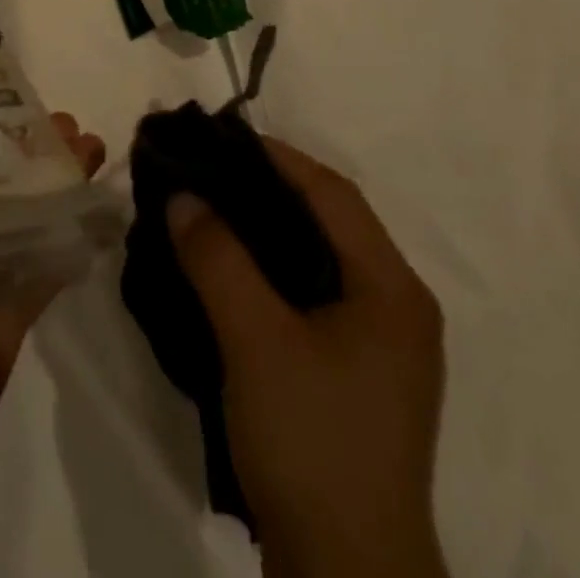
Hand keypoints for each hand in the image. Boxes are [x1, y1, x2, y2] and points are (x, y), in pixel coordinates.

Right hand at [167, 138, 447, 577]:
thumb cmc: (312, 443)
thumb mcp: (255, 340)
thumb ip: (217, 258)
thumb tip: (182, 195)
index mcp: (392, 289)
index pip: (334, 194)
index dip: (278, 156)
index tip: (221, 137)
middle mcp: (397, 307)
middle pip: (329, 222)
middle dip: (268, 188)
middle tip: (209, 169)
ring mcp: (380, 347)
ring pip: (319, 259)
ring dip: (268, 229)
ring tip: (212, 209)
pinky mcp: (357, 376)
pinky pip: (313, 296)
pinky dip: (272, 270)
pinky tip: (232, 271)